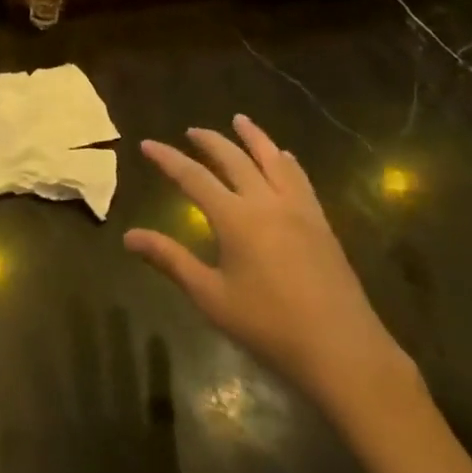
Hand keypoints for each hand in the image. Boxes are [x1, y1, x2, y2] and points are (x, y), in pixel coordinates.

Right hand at [125, 115, 410, 414]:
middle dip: (210, 141)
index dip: (167, 158)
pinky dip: (286, 162)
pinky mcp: (321, 224)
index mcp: (235, 218)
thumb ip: (170, 260)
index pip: (192, 177)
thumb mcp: (210, 296)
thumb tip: (128, 236)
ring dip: (253, 138)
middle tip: (192, 130)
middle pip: (234, 159)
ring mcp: (299, 210)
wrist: (343, 351)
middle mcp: (266, 203)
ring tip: (241, 121)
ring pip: (273, 160)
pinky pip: (300, 180)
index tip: (147, 144)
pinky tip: (285, 158)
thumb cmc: (269, 326)